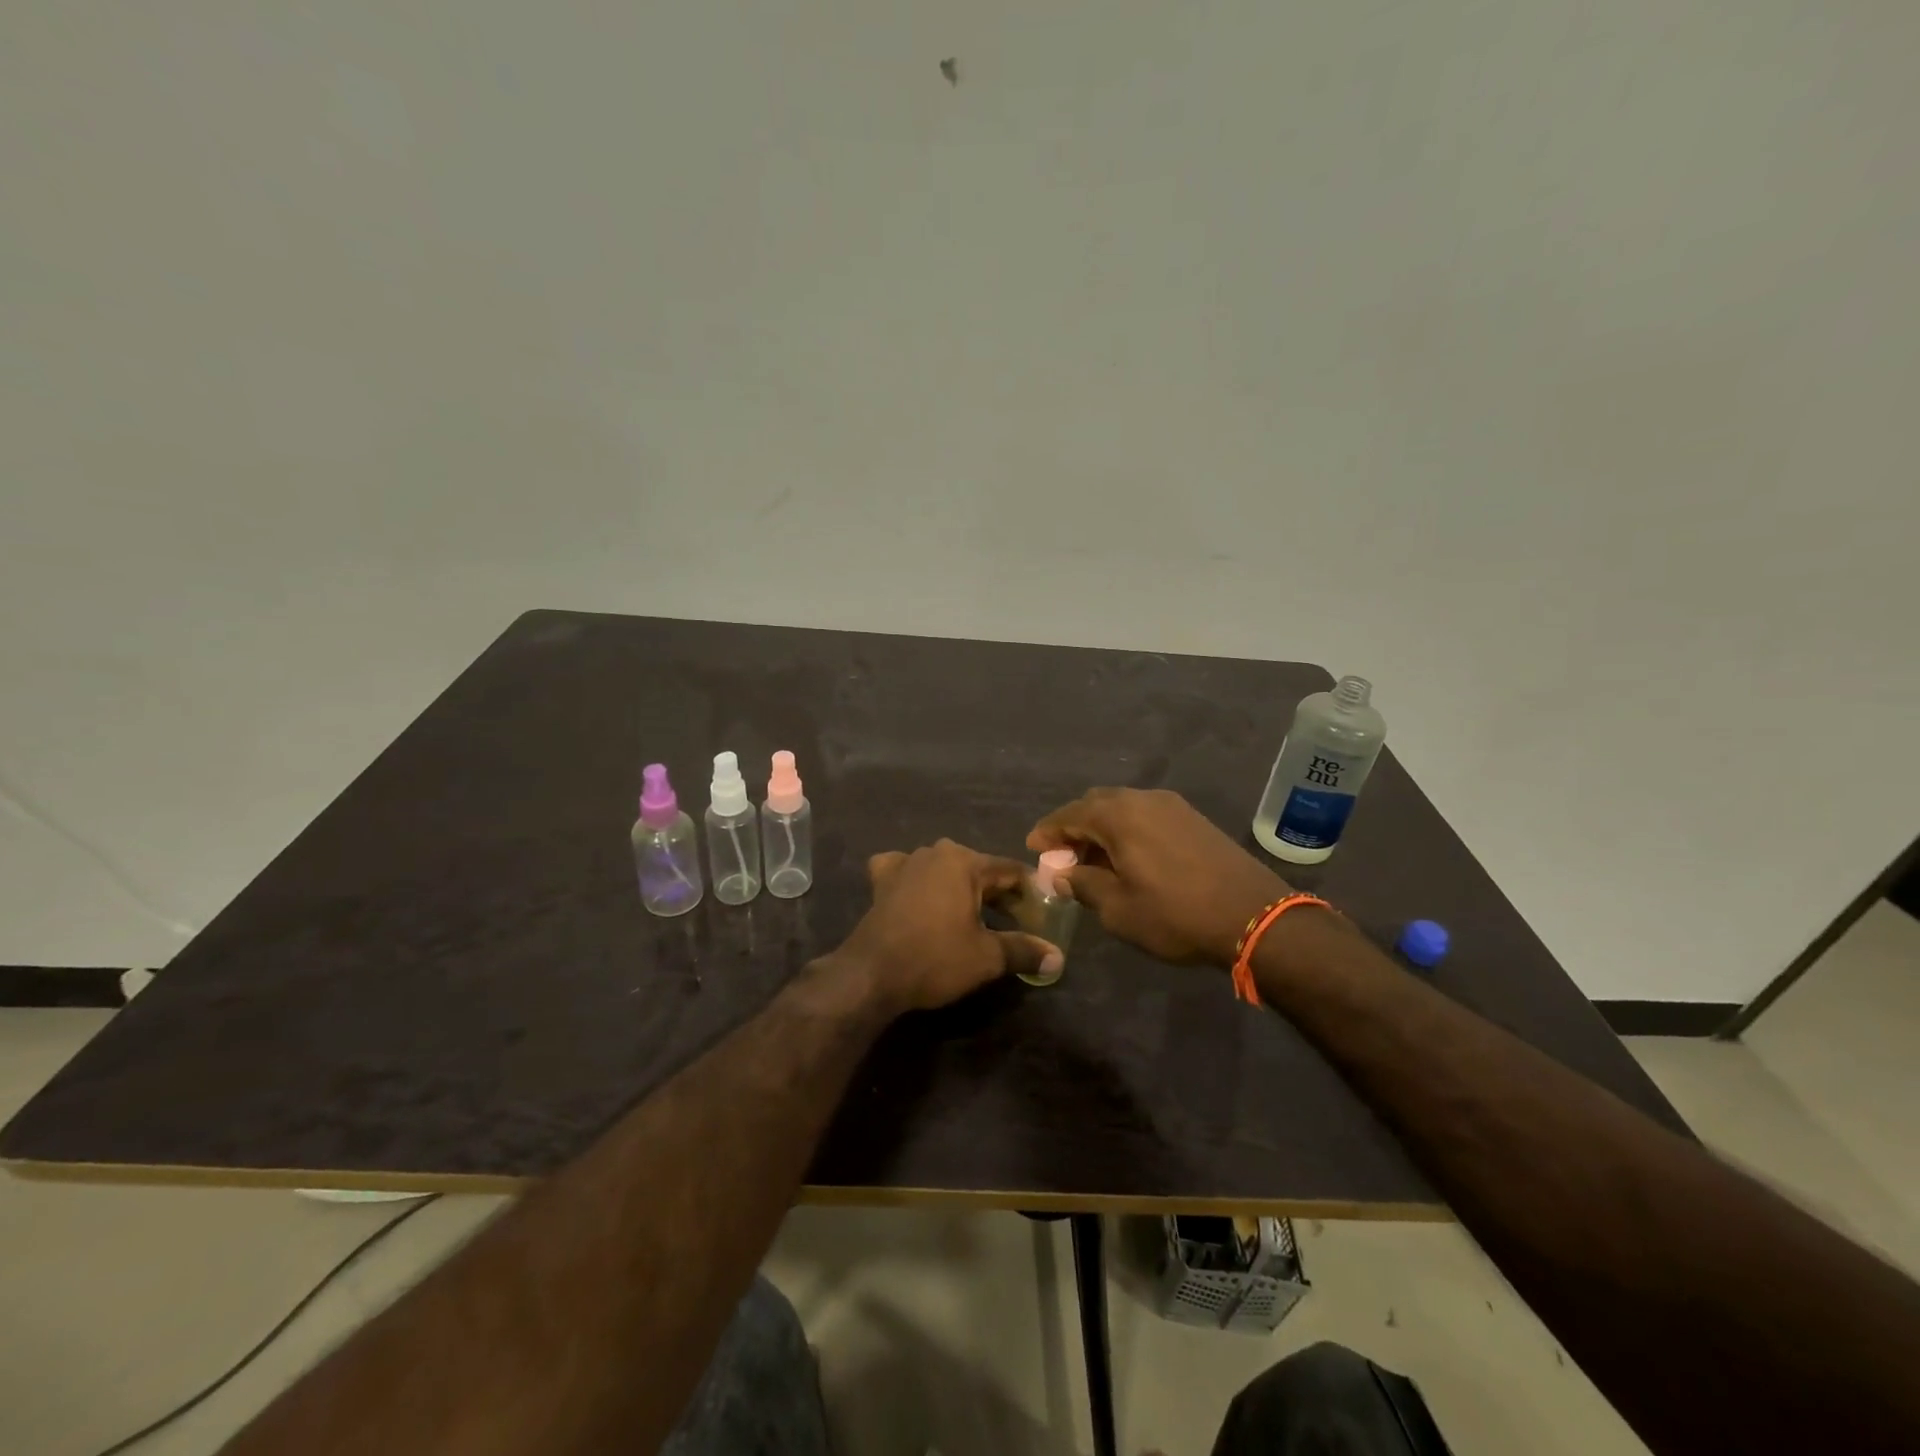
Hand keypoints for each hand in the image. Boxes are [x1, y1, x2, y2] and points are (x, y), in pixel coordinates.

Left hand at [833, 840, 1061, 1012]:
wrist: (872, 973)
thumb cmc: (935, 958)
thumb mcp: (987, 957)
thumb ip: (1024, 950)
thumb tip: (1058, 957)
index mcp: (964, 861)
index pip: (1009, 871)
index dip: (1030, 892)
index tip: (1043, 912)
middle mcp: (935, 852)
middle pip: (978, 870)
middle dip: (998, 894)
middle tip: (1016, 921)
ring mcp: (904, 862)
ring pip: (944, 870)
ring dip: (961, 889)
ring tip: (975, 915)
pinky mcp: (882, 880)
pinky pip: (907, 872)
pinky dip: (918, 881)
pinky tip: (920, 895)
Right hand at [1028, 788, 1288, 966]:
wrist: (1254, 916)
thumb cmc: (1176, 914)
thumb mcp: (1119, 909)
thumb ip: (1084, 885)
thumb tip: (1064, 875)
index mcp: (1118, 815)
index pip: (1069, 814)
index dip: (1048, 831)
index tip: (1034, 848)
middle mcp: (1143, 799)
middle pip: (1095, 804)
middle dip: (1075, 827)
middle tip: (1064, 857)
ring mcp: (1172, 806)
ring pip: (1123, 807)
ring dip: (1103, 828)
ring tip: (1096, 861)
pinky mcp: (1194, 819)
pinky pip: (1146, 815)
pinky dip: (1128, 830)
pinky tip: (1131, 858)